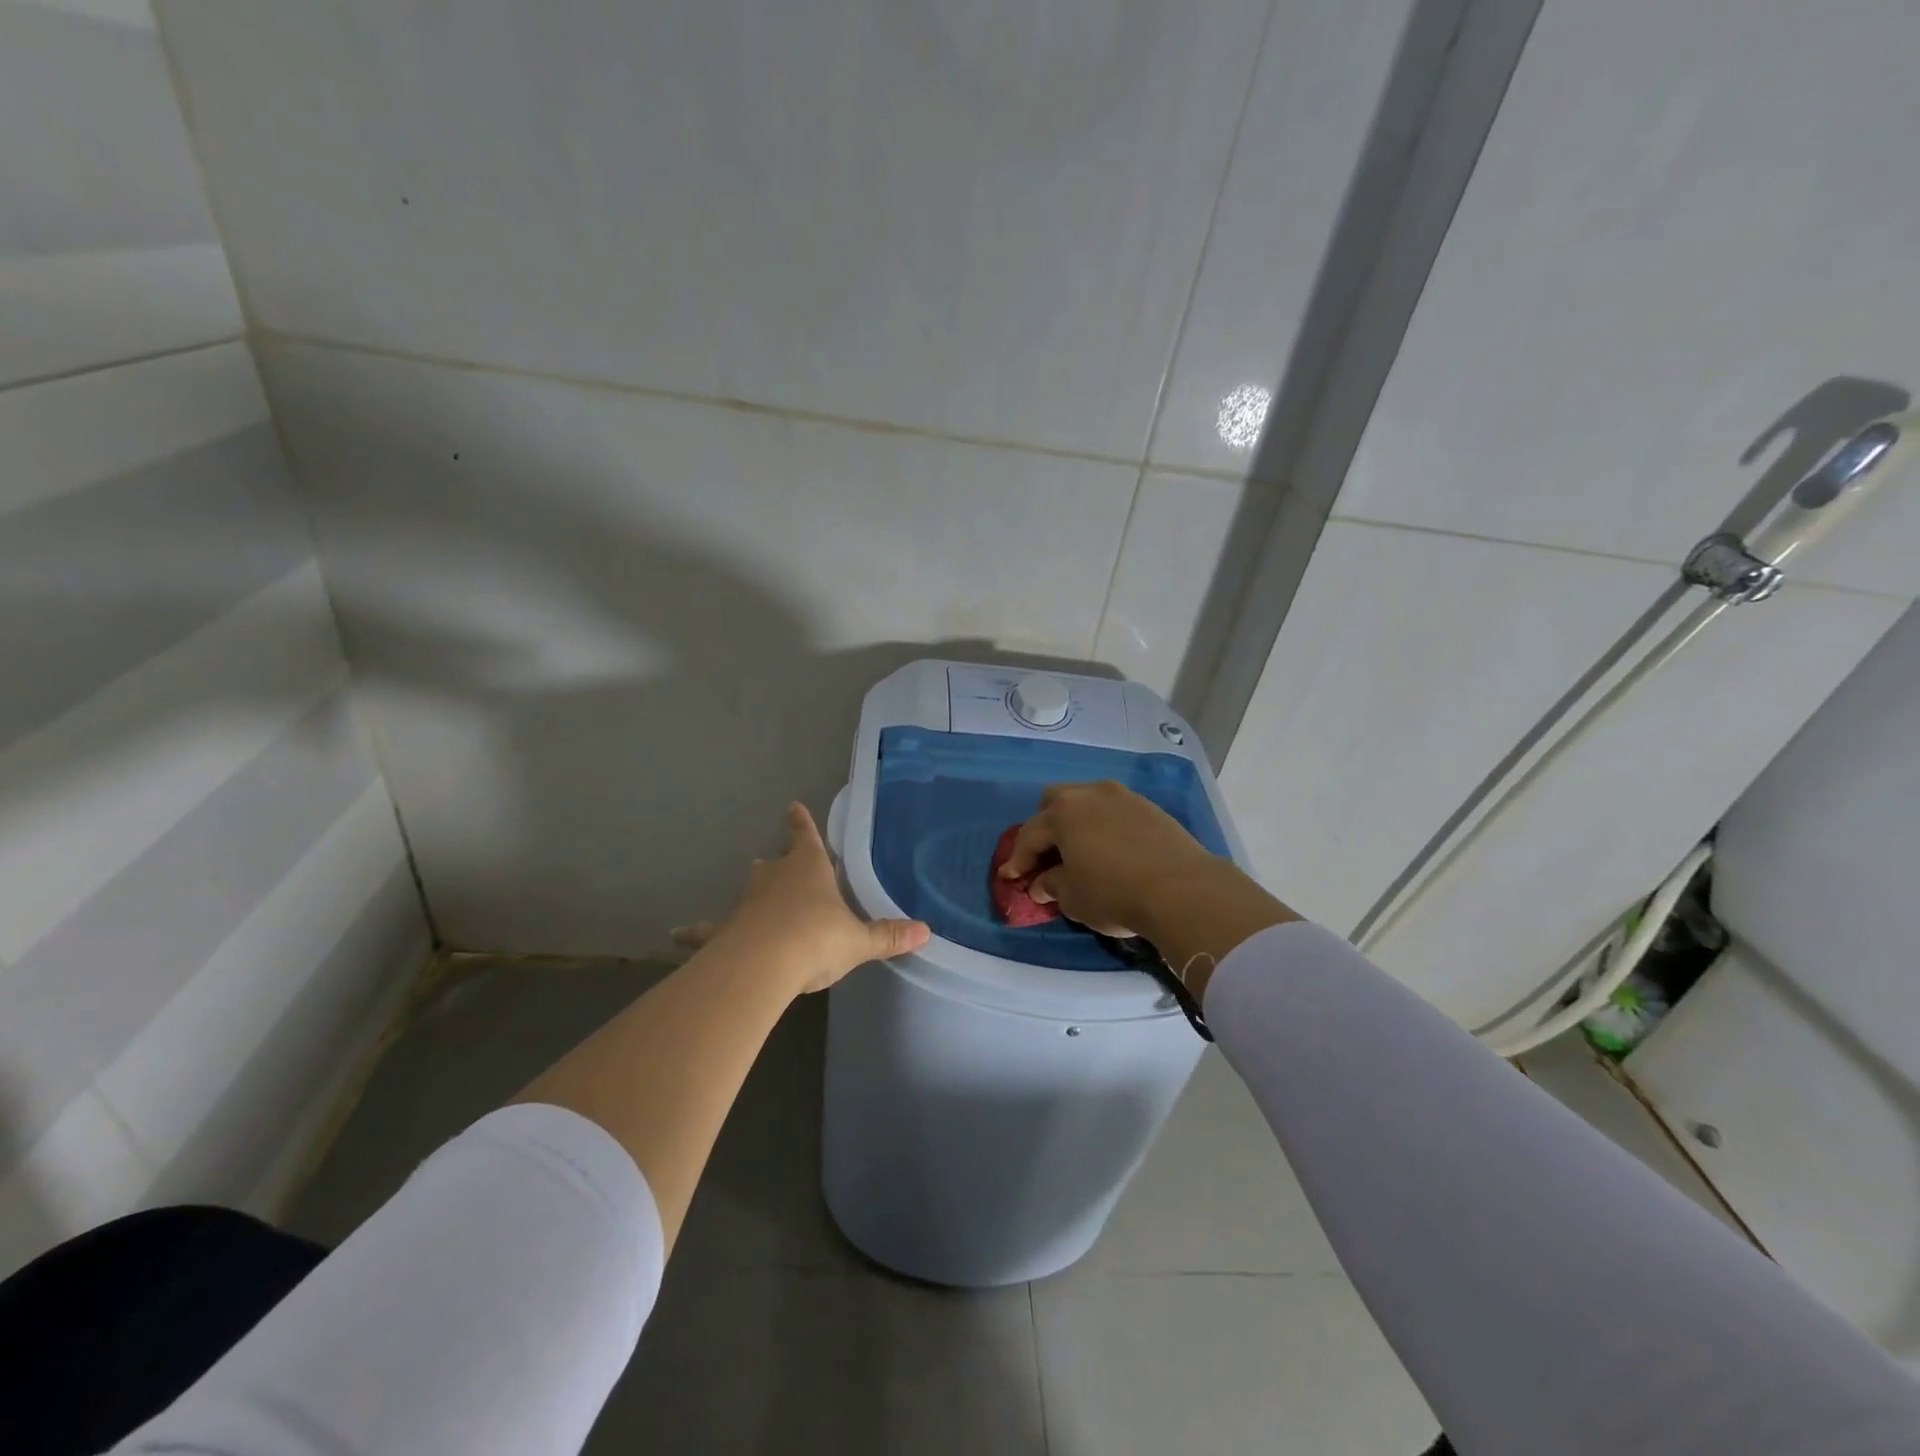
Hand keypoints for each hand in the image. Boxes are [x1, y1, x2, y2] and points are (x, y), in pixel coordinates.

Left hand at [675, 803, 929, 993]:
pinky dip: (695, 931)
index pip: (805, 836)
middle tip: (779, 864)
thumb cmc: (815, 939)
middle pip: (775, 864)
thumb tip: (927, 931)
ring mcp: (746, 903)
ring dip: (753, 894)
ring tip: (751, 898)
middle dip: (780, 863)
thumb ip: (888, 936)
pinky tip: (677, 936)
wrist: (762, 965)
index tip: (792, 806)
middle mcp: (775, 878)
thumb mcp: (858, 940)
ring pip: (749, 891)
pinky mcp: (724, 930)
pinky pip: (708, 929)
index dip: (801, 823)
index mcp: (809, 869)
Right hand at [998, 781, 1218, 938]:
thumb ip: (1052, 885)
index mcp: (1063, 812)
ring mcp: (1124, 797)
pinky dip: (1105, 827)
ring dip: (1078, 823)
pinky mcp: (1151, 808)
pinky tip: (1111, 850)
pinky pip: (1115, 812)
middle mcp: (1090, 794)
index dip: (1019, 858)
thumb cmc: (1114, 893)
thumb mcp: (1073, 898)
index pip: (1030, 834)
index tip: (1011, 877)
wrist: (1183, 890)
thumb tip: (1043, 882)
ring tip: (1080, 850)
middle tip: (1046, 854)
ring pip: (1089, 802)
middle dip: (1046, 825)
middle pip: (1056, 801)